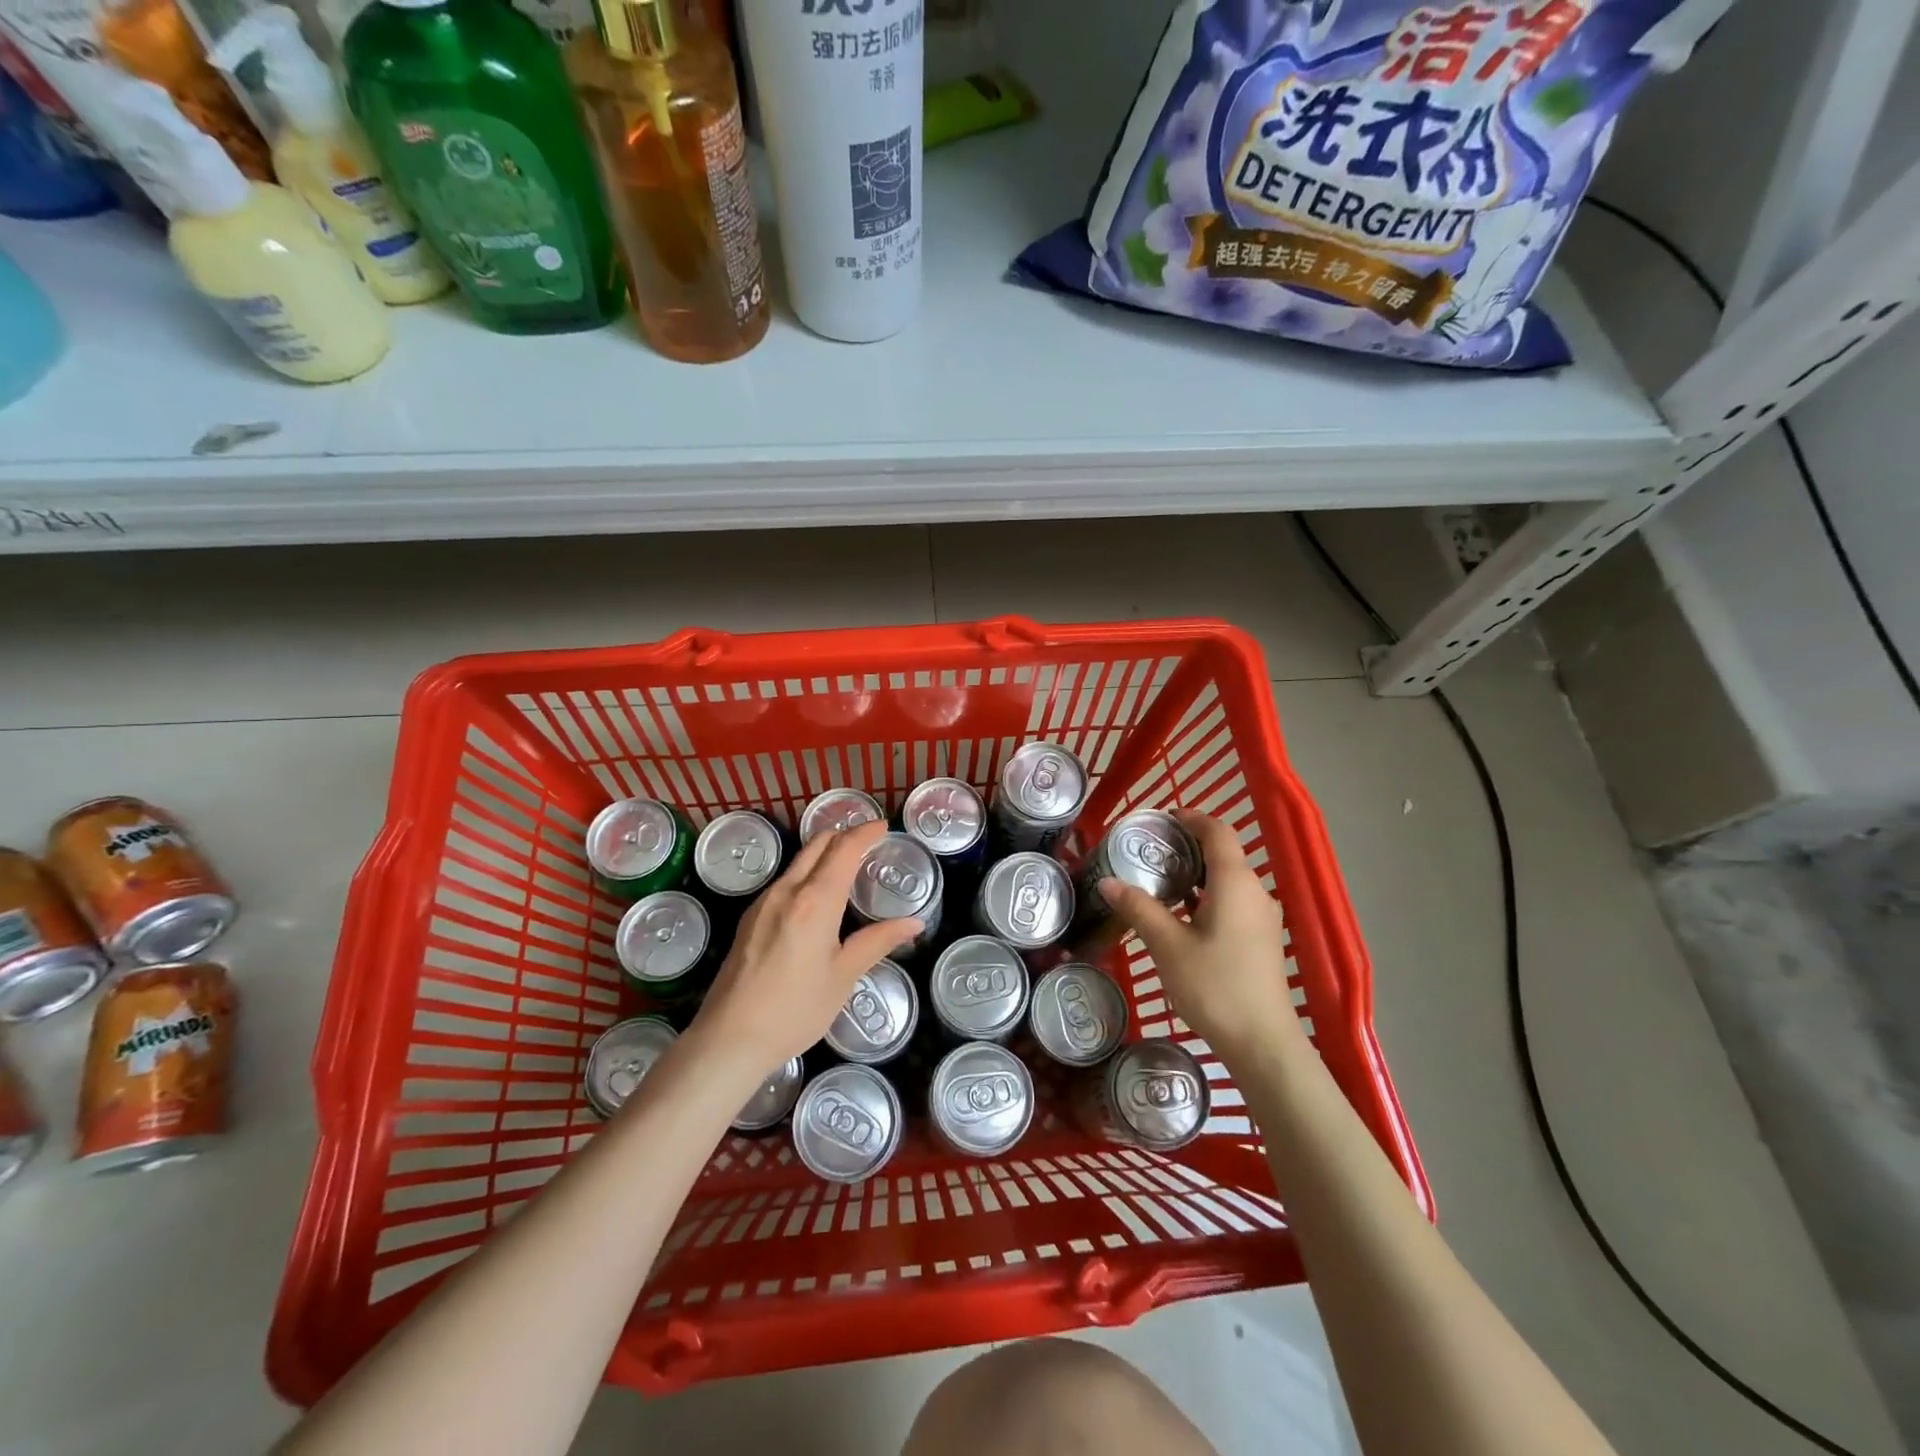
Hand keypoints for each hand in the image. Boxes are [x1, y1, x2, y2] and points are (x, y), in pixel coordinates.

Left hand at [688, 820, 920, 1078]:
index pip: (844, 850)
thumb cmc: (795, 1010)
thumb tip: (914, 923)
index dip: (865, 833)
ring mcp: (763, 903)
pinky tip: (815, 896)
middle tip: (868, 842)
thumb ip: (878, 942)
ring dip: (823, 854)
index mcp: (815, 901)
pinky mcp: (749, 919)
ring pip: (797, 862)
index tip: (883, 827)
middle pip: (817, 846)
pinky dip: (805, 873)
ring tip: (845, 866)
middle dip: (843, 836)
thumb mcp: (844, 976)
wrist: (730, 1039)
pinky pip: (784, 881)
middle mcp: (787, 891)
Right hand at [1097, 809, 1303, 1067]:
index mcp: (1235, 883)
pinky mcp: (1261, 940)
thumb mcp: (1168, 945)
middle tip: (1149, 849)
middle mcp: (1254, 893)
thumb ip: (1139, 908)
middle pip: (1223, 854)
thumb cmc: (1215, 986)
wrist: (1262, 1043)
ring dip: (1196, 873)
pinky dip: (1206, 895)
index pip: (1218, 833)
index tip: (1164, 816)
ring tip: (1158, 879)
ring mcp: (1262, 918)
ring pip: (1227, 880)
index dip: (1192, 818)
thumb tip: (1108, 881)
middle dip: (1187, 846)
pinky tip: (1180, 913)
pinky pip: (1232, 901)